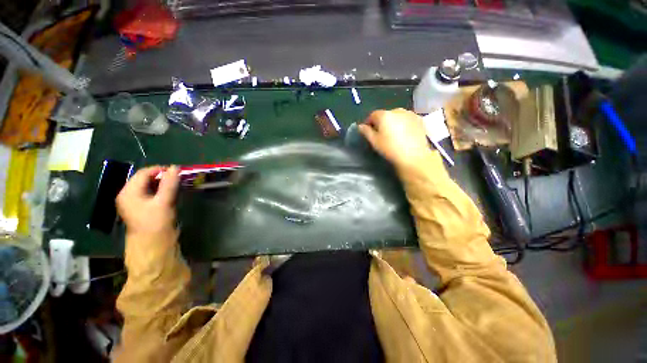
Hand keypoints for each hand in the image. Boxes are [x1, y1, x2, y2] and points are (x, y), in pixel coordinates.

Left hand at [116, 166, 179, 237]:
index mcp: (129, 192)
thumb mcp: (164, 201)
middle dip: (161, 176)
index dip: (160, 169)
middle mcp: (128, 194)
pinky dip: (159, 190)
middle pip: (144, 178)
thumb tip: (176, 167)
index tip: (177, 171)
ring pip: (147, 186)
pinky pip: (149, 193)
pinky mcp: (140, 207)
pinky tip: (168, 193)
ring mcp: (133, 202)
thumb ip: (169, 184)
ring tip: (175, 185)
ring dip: (161, 183)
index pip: (144, 173)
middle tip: (177, 178)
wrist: (151, 245)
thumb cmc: (155, 222)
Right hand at [359, 108, 432, 170]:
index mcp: (384, 115)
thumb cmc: (390, 149)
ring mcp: (409, 113)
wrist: (414, 155)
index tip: (368, 132)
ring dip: (393, 122)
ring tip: (393, 134)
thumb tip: (360, 126)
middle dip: (381, 122)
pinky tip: (404, 134)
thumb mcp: (374, 142)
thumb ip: (366, 132)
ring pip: (396, 116)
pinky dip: (403, 124)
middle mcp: (397, 110)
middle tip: (381, 135)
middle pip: (385, 114)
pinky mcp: (419, 119)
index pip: (372, 115)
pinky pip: (406, 119)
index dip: (369, 123)